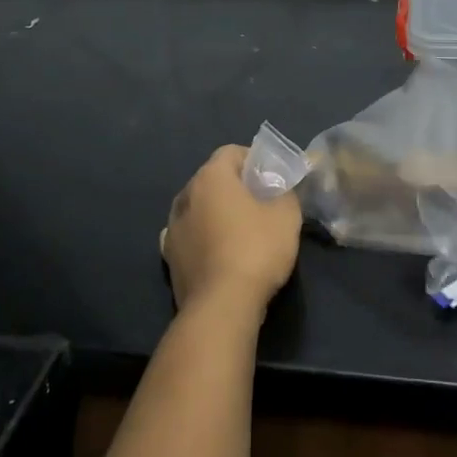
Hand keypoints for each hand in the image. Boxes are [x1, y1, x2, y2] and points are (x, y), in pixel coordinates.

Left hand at [161, 144, 302, 317]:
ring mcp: (172, 227)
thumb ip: (285, 192)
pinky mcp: (168, 257)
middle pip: (212, 179)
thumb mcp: (287, 214)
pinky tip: (217, 249)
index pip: (231, 152)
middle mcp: (185, 195)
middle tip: (261, 202)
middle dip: (235, 185)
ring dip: (216, 211)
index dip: (254, 160)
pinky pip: (189, 234)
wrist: (222, 305)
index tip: (273, 178)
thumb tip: (280, 189)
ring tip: (240, 229)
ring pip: (198, 207)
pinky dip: (202, 236)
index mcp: (211, 177)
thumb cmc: (257, 249)